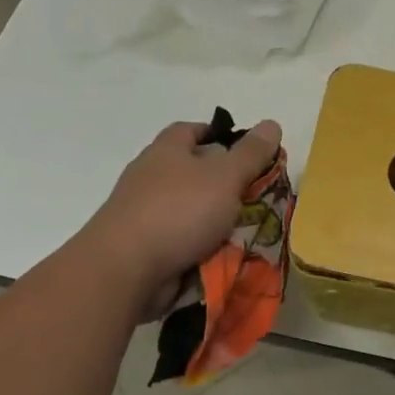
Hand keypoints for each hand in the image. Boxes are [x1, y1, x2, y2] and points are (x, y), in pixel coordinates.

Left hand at [89, 118, 282, 317]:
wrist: (123, 271)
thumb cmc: (177, 212)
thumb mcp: (225, 177)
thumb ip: (250, 153)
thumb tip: (271, 123)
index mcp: (166, 151)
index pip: (191, 130)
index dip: (218, 134)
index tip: (246, 150)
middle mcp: (150, 177)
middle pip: (192, 171)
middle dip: (223, 182)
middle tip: (256, 194)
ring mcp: (142, 214)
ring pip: (188, 209)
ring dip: (214, 219)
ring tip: (247, 230)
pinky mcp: (142, 248)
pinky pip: (180, 241)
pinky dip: (200, 247)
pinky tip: (223, 256)